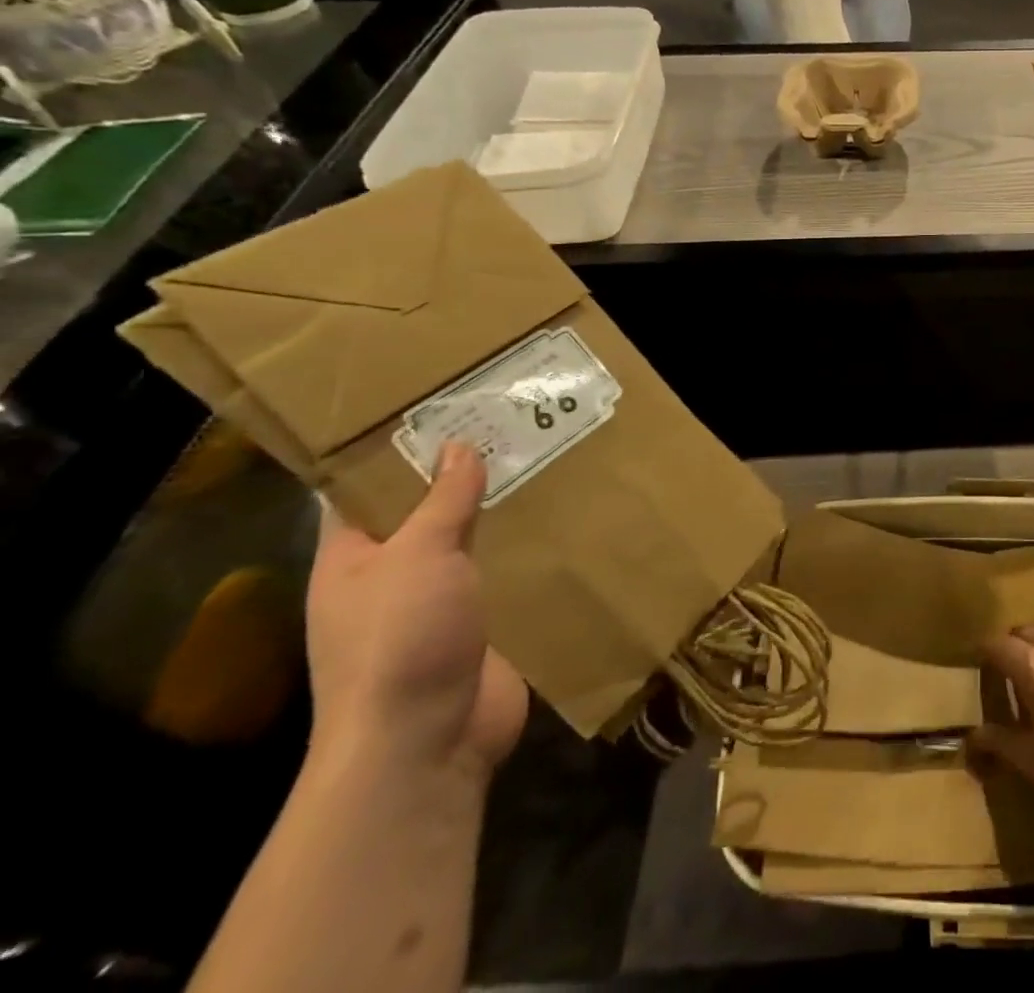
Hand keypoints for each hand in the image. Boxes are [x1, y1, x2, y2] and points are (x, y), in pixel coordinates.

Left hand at [306, 443, 527, 778]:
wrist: (426, 744)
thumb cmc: (401, 640)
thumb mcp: (419, 556)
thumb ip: (442, 500)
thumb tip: (456, 445)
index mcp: (352, 560)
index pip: (360, 493)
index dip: (390, 453)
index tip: (435, 411)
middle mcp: (390, 578)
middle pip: (423, 515)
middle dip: (460, 476)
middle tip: (507, 427)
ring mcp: (436, 605)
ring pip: (468, 544)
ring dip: (498, 513)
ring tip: (542, 463)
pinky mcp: (480, 625)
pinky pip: (502, 576)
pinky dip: (525, 551)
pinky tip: (559, 521)